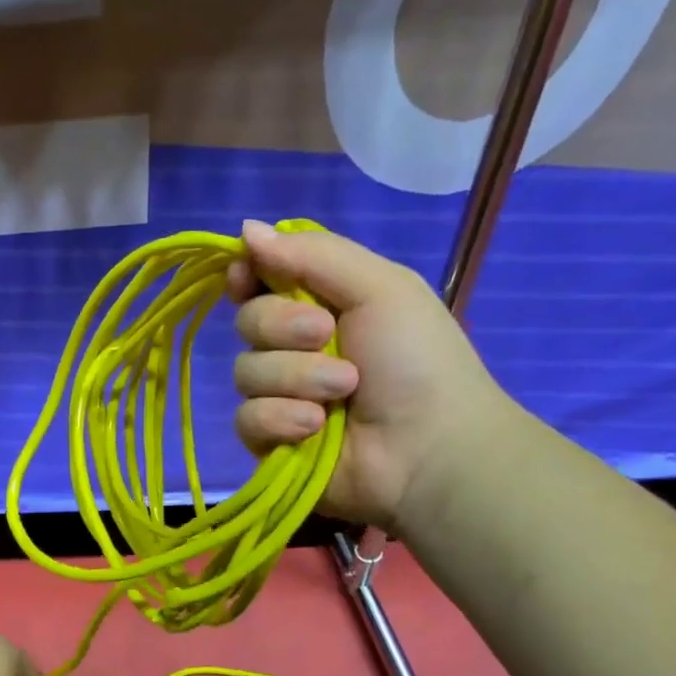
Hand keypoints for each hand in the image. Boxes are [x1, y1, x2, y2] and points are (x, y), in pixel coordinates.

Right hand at [227, 219, 511, 533]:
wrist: (430, 448)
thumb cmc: (415, 360)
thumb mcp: (379, 287)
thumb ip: (312, 254)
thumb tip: (244, 228)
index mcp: (321, 304)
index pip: (259, 280)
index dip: (247, 275)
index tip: (247, 277)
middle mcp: (294, 347)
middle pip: (247, 321)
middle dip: (282, 327)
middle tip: (325, 336)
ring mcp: (279, 395)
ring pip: (246, 371)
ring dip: (295, 377)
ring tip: (343, 392)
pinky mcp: (269, 439)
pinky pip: (246, 418)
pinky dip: (281, 419)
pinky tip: (315, 427)